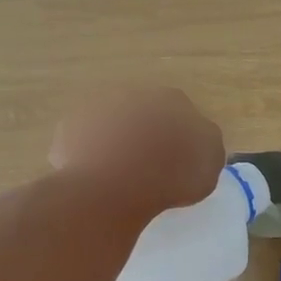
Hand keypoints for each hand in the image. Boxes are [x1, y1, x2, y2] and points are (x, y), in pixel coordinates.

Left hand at [49, 87, 225, 219]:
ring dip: (117, 142)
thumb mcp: (210, 165)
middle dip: (147, 135)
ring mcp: (98, 107)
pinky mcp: (70, 128)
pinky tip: (96, 179)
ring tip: (121, 176)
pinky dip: (89, 156)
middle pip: (144, 114)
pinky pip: (84, 142)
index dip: (182, 138)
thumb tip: (199, 140)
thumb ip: (207, 147)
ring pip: (112, 125)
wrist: (113, 186)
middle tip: (150, 168)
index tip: (180, 162)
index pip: (183, 114)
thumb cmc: (171, 175)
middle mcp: (135, 94)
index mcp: (174, 100)